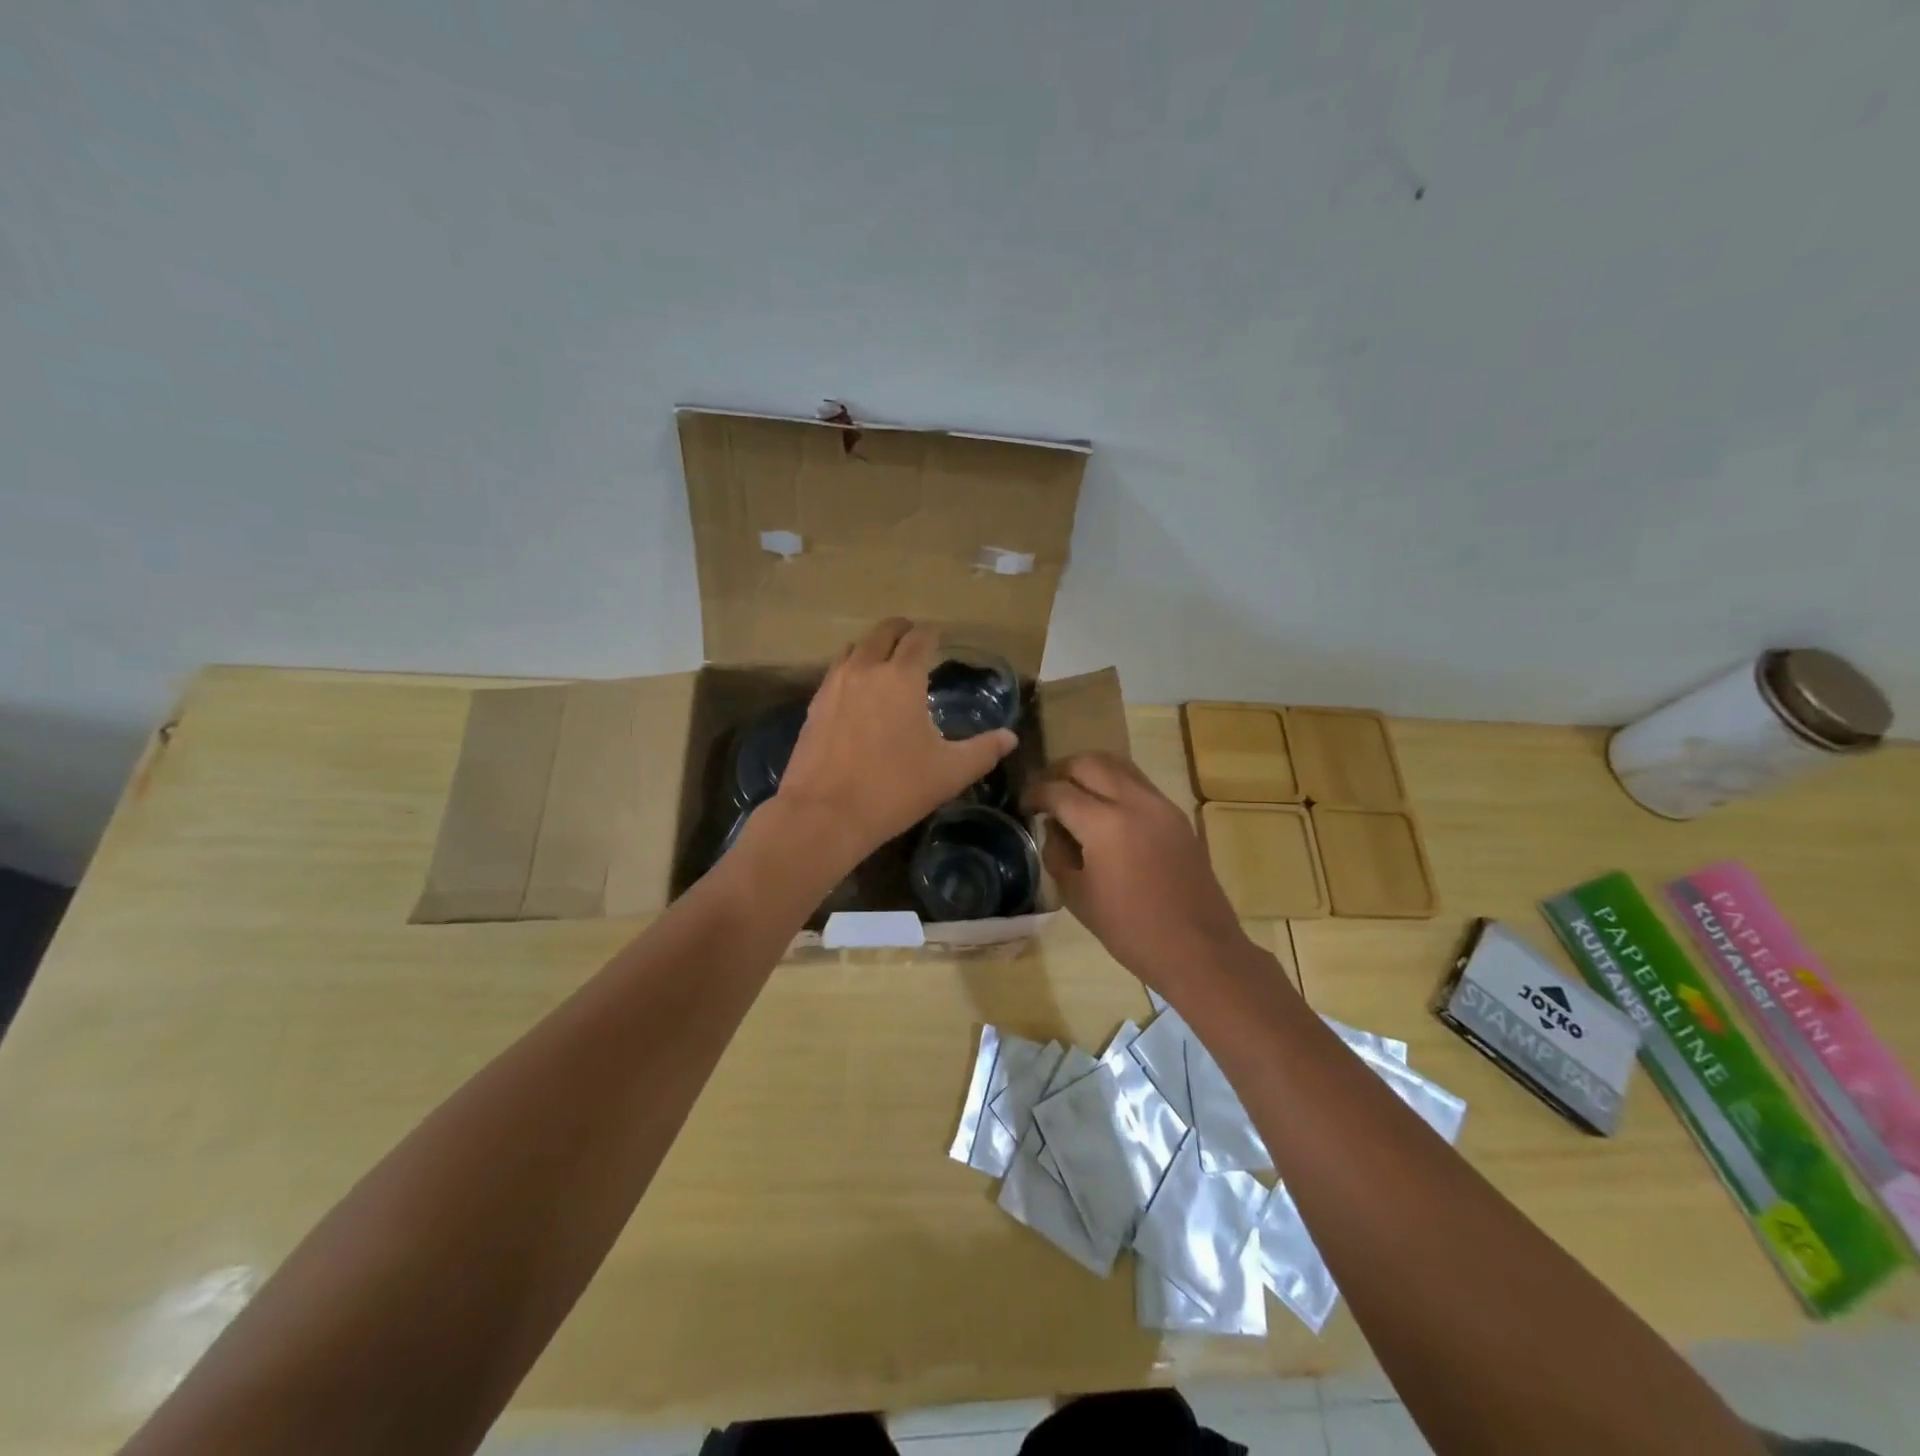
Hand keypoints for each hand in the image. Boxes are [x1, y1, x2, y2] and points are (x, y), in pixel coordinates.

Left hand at [775, 619, 1017, 868]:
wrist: (825, 814)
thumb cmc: (894, 789)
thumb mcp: (949, 773)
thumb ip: (983, 751)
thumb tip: (1010, 737)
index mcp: (902, 677)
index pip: (919, 638)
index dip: (932, 634)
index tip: (940, 636)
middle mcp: (865, 670)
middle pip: (882, 632)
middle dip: (901, 630)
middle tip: (914, 638)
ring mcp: (834, 686)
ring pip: (854, 649)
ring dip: (872, 647)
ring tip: (884, 661)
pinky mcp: (813, 706)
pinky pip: (835, 673)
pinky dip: (850, 669)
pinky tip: (856, 692)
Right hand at [1025, 752, 1247, 990]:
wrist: (1198, 949)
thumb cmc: (1129, 930)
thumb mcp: (1077, 895)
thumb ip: (1057, 852)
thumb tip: (1054, 827)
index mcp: (1104, 824)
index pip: (1058, 791)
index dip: (1034, 794)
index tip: (1023, 806)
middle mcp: (1134, 802)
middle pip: (1088, 763)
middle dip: (1060, 771)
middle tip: (1046, 793)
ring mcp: (1160, 805)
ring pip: (1117, 765)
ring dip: (1089, 772)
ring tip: (1073, 794)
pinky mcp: (1176, 815)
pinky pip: (1138, 783)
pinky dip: (1114, 784)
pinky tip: (1104, 811)